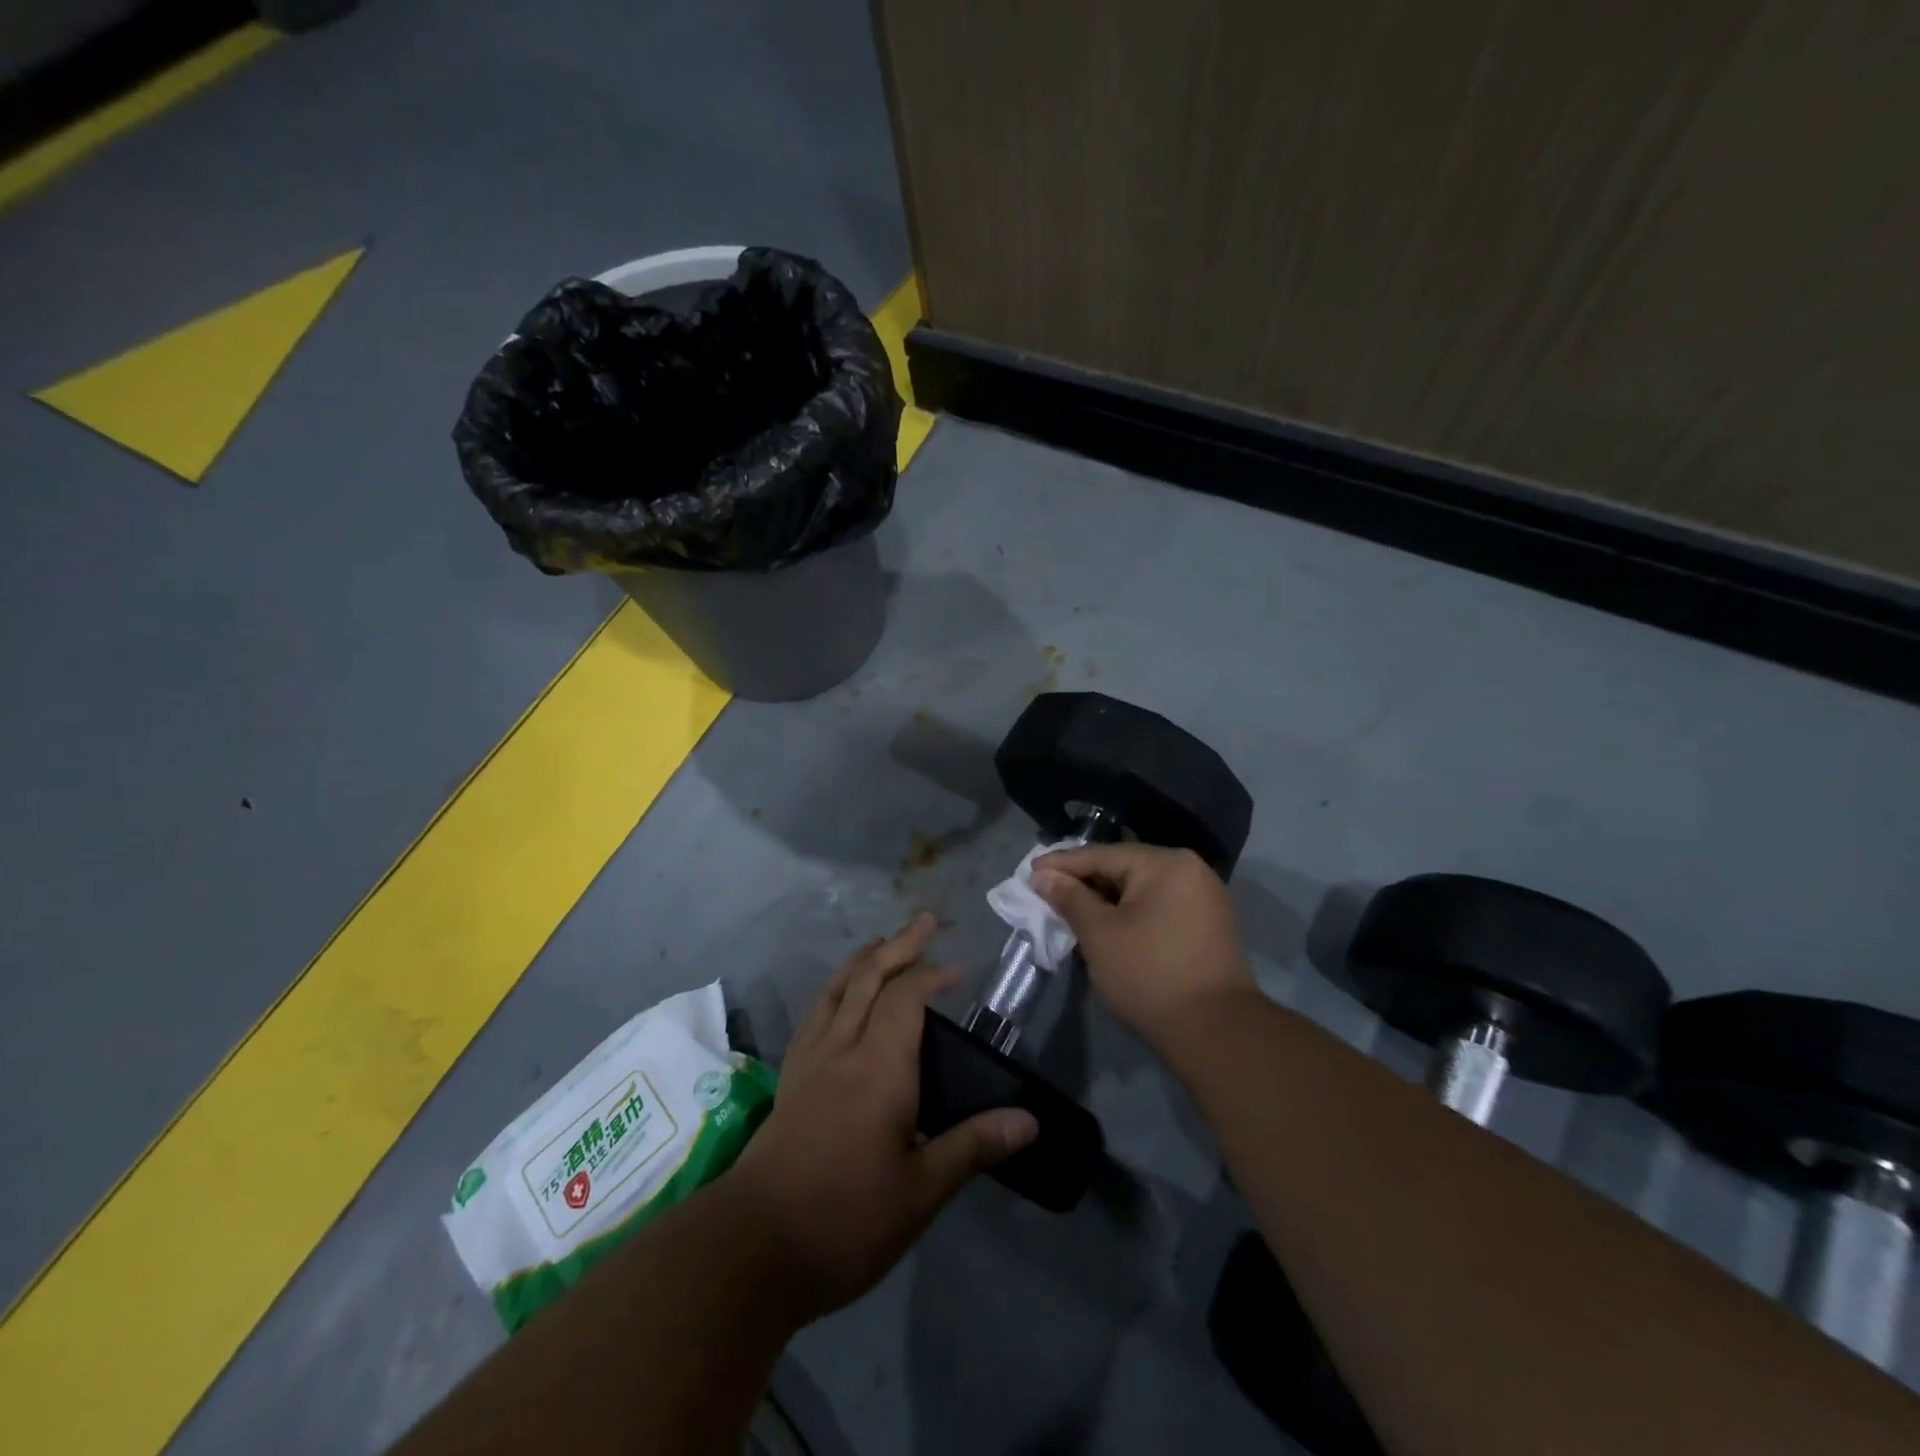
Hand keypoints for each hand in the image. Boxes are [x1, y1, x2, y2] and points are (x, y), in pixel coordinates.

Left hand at [725, 913, 1038, 1323]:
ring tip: (883, 942)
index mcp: (881, 1068)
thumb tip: (1029, 1120)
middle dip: (901, 946)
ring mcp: (811, 1060)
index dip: (933, 975)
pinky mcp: (790, 1077)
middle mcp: (844, 1049)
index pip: (908, 998)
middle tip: (925, 921)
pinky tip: (839, 995)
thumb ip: (973, 1147)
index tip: (960, 972)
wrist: (753, 1247)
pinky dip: (834, 988)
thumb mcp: (920, 1193)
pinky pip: (814, 1013)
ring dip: (864, 959)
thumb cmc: (845, 1220)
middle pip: (871, 978)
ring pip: (838, 989)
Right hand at [1032, 843, 1258, 1049]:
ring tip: (1070, 908)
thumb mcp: (1100, 934)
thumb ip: (1070, 899)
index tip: (1030, 871)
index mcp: (1165, 863)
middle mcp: (1189, 870)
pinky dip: (1129, 913)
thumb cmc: (1150, 975)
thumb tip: (1043, 875)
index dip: (1062, 864)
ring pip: (1140, 889)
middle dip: (1084, 882)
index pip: (1102, 855)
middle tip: (1047, 890)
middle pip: (1123, 868)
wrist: (1216, 1033)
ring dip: (1105, 899)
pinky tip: (1106, 925)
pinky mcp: (1206, 925)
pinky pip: (1157, 906)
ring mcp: (1203, 898)